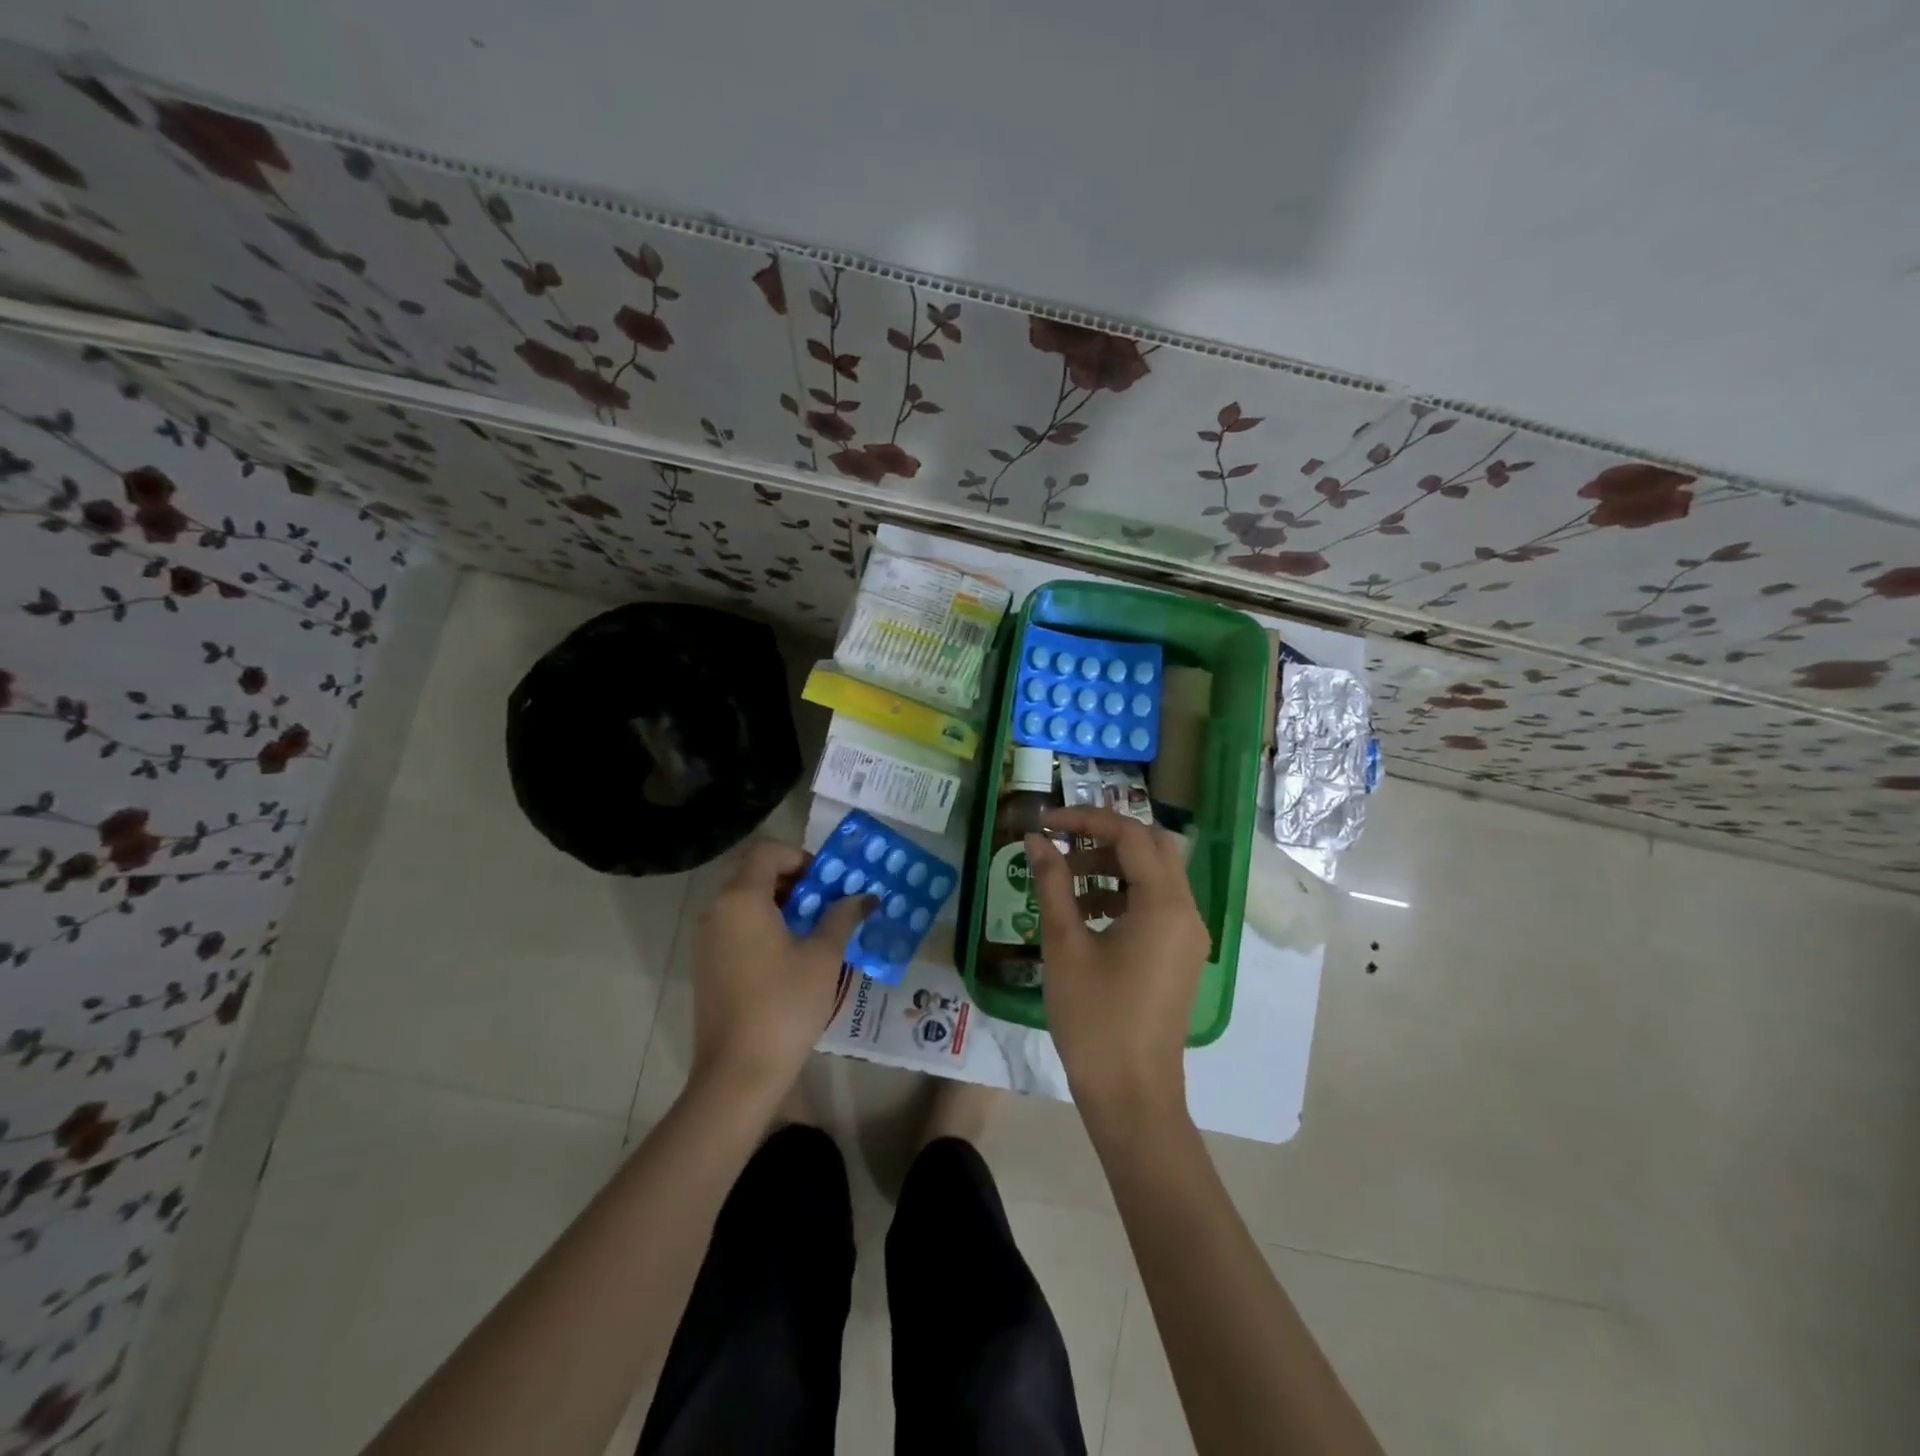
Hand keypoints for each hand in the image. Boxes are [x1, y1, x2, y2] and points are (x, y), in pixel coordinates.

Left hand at [688, 839, 870, 1101]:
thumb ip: (842, 917)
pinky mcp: (707, 966)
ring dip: (781, 905)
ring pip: (745, 902)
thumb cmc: (785, 1005)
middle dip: (795, 881)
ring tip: (816, 930)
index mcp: (741, 898)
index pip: (768, 851)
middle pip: (755, 874)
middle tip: (828, 904)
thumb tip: (863, 897)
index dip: (802, 857)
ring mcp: (707, 940)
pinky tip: (791, 957)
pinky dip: (764, 927)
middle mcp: (717, 911)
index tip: (829, 882)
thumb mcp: (823, 956)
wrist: (737, 1073)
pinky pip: (736, 928)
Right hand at [1026, 807, 1208, 1127]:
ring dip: (1113, 865)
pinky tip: (1086, 913)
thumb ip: (1052, 884)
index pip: (1131, 835)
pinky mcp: (1180, 954)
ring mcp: (1188, 935)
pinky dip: (1123, 893)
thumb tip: (1035, 840)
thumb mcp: (1065, 945)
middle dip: (1104, 837)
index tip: (1046, 823)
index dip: (1086, 819)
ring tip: (1066, 882)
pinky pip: (1157, 903)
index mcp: (1164, 904)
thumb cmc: (1095, 1019)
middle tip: (1062, 844)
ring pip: (1156, 874)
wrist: (1132, 1095)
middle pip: (1152, 847)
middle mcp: (1187, 911)